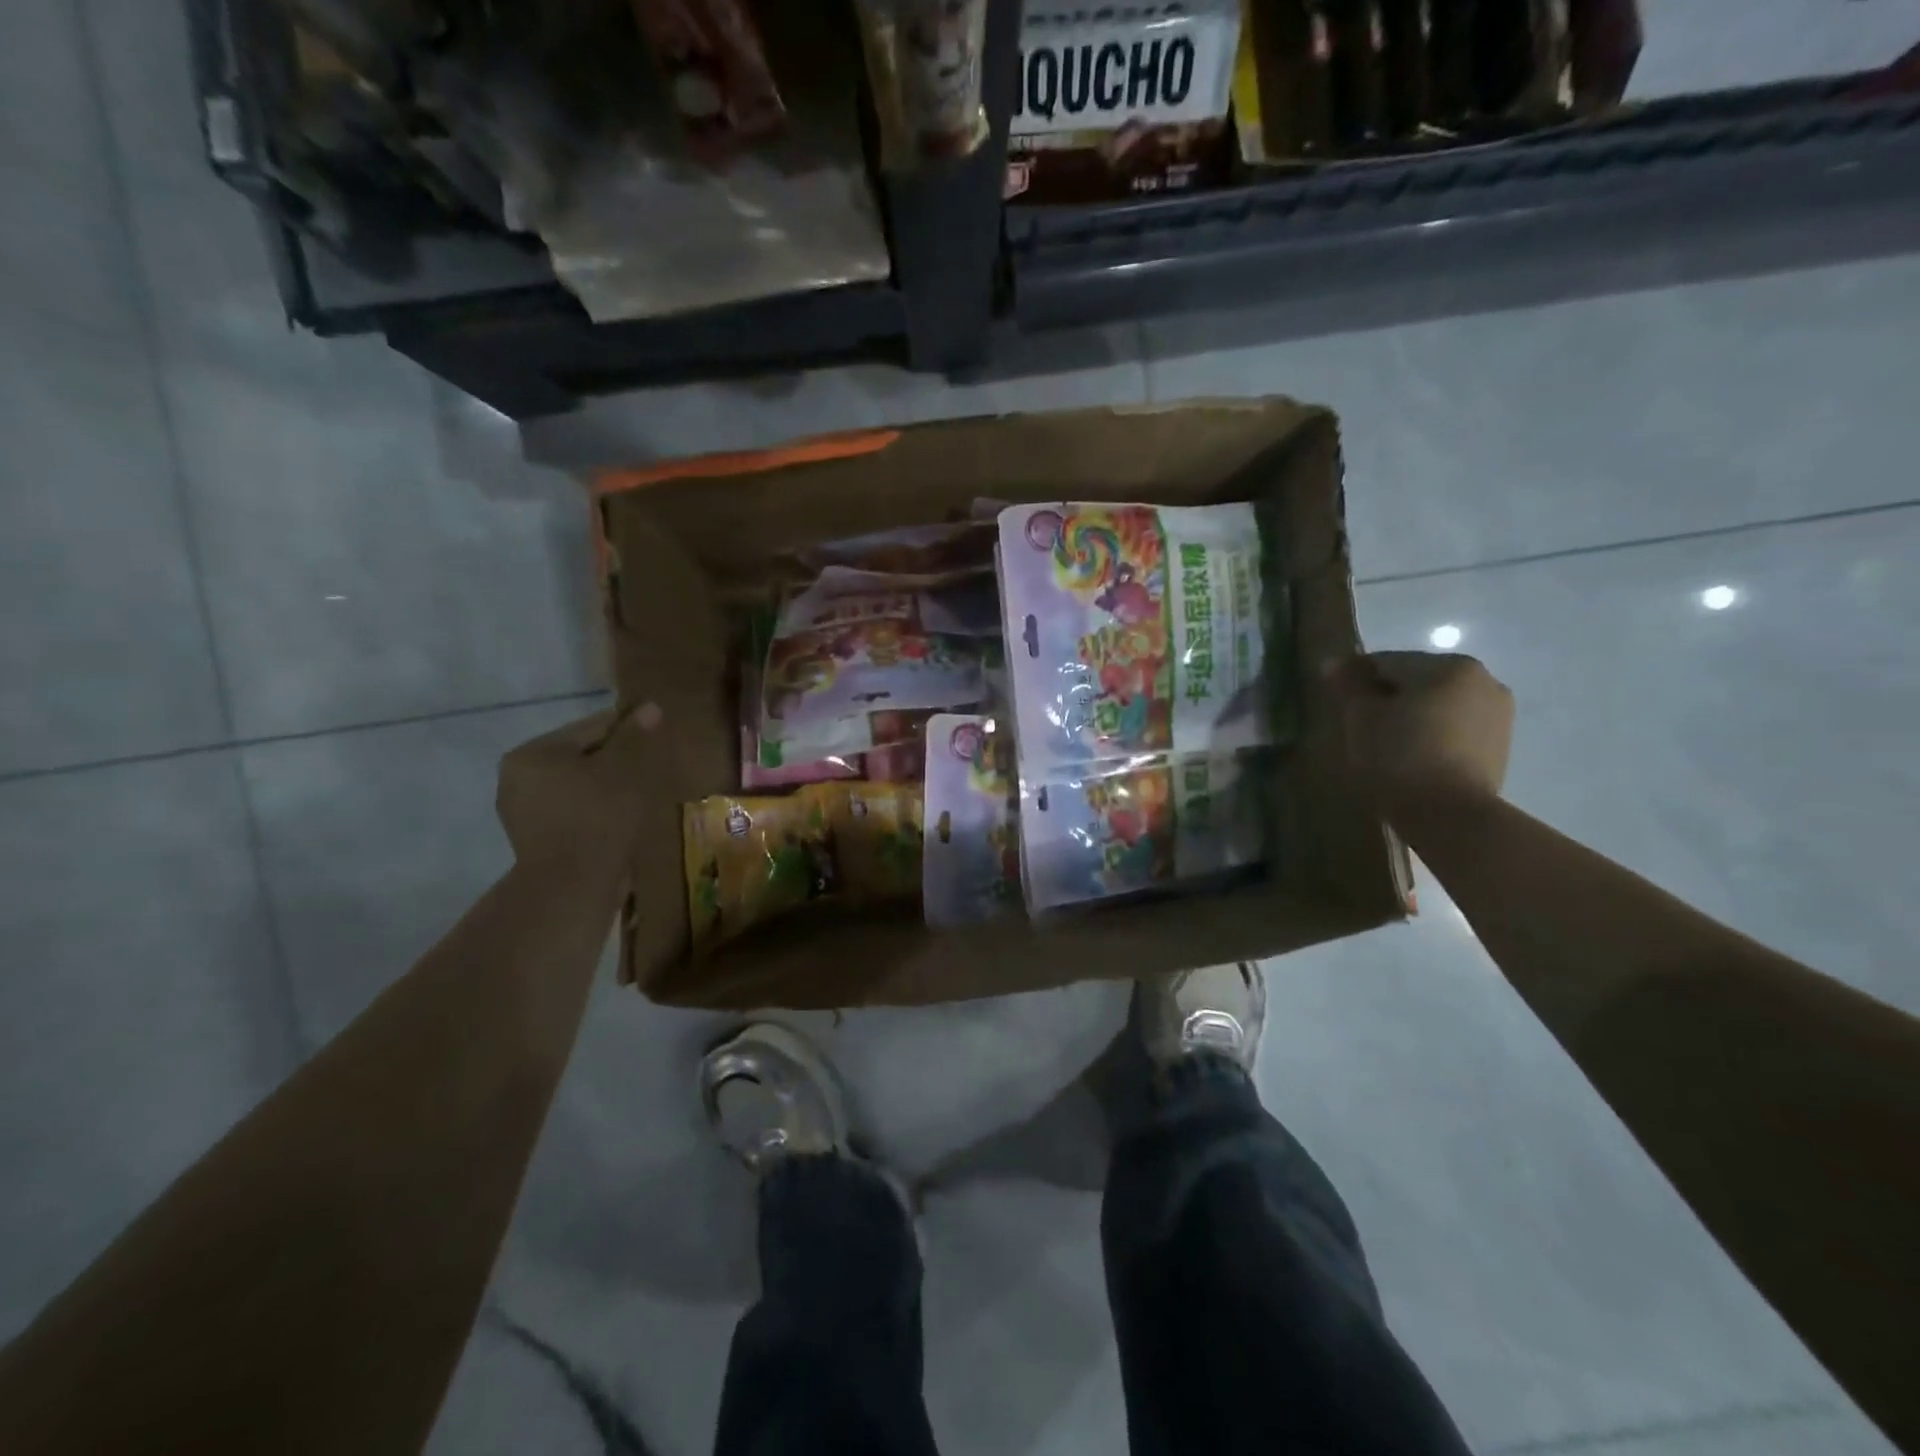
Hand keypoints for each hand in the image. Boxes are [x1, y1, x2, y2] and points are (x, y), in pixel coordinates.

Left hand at [495, 703, 672, 875]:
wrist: (573, 888)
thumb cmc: (598, 818)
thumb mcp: (624, 769)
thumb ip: (635, 736)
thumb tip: (650, 706)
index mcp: (532, 753)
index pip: (591, 728)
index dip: (629, 732)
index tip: (655, 743)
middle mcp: (517, 778)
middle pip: (581, 757)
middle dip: (616, 763)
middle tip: (650, 774)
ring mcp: (522, 813)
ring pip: (578, 786)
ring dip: (607, 788)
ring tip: (638, 800)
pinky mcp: (535, 840)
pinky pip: (573, 812)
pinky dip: (596, 811)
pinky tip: (619, 822)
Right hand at [1322, 652, 1513, 816]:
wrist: (1450, 816)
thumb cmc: (1398, 758)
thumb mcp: (1361, 718)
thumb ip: (1349, 686)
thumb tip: (1334, 663)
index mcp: (1447, 666)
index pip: (1386, 662)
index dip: (1354, 679)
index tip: (1335, 700)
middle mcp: (1481, 679)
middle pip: (1416, 680)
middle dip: (1387, 696)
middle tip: (1359, 724)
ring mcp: (1497, 712)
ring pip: (1437, 702)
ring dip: (1411, 713)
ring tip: (1385, 741)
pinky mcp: (1500, 742)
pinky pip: (1455, 725)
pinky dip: (1432, 731)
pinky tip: (1413, 754)